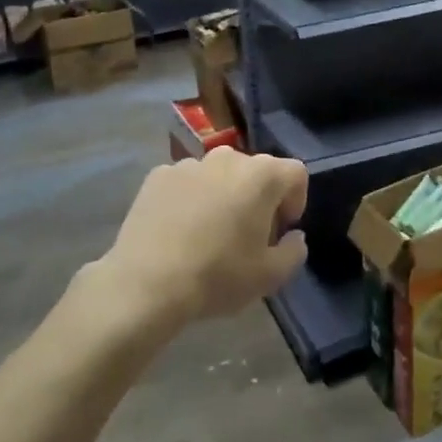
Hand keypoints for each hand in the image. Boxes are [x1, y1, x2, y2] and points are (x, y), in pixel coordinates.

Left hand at [97, 149, 308, 326]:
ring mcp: (189, 164)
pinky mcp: (158, 176)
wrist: (146, 283)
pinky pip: (186, 184)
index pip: (296, 173)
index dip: (296, 200)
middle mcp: (228, 158)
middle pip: (256, 172)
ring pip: (219, 176)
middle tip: (247, 236)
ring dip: (223, 196)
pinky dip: (189, 200)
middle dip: (258, 199)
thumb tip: (293, 236)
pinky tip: (178, 231)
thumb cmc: (218, 276)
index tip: (281, 231)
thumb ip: (294, 251)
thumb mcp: (270, 276)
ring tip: (208, 234)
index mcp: (262, 175)